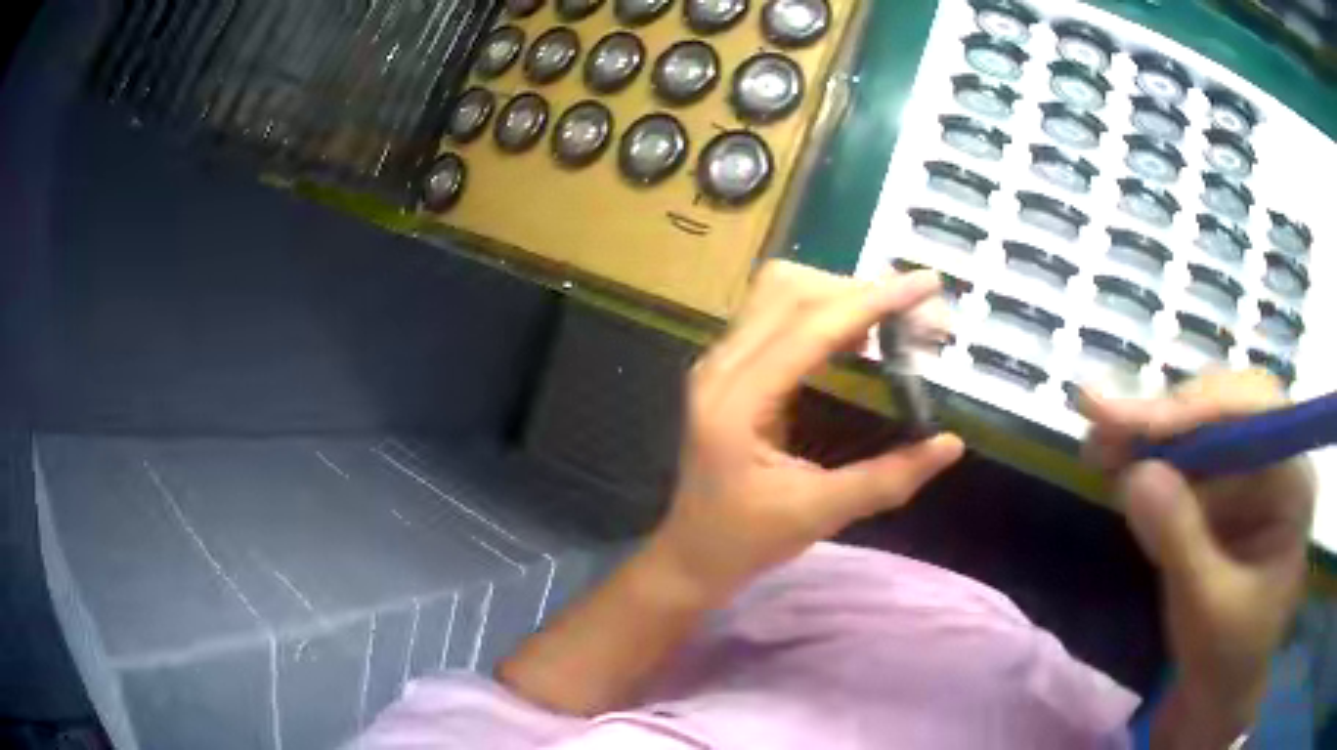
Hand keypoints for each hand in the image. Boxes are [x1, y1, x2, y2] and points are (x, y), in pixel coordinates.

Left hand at [647, 261, 964, 601]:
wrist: (690, 555)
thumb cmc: (745, 540)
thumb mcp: (819, 514)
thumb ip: (887, 480)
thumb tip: (950, 444)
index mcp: (737, 401)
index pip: (811, 326)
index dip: (873, 300)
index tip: (927, 283)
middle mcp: (720, 367)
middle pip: (791, 292)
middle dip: (860, 291)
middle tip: (916, 314)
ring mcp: (718, 364)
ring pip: (779, 293)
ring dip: (838, 295)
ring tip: (890, 322)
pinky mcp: (725, 369)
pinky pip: (772, 314)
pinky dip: (820, 310)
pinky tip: (855, 338)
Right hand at [1080, 371, 1313, 736]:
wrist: (1219, 695)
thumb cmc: (1226, 659)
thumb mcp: (1206, 610)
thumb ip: (1179, 542)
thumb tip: (1134, 473)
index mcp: (1291, 483)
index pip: (1251, 415)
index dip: (1194, 412)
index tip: (1132, 424)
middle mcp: (1275, 460)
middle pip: (1222, 409)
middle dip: (1164, 418)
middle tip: (1101, 422)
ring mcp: (1249, 474)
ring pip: (1199, 429)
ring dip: (1147, 435)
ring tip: (1096, 442)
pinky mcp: (1224, 492)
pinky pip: (1185, 460)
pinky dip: (1148, 460)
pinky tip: (1115, 461)